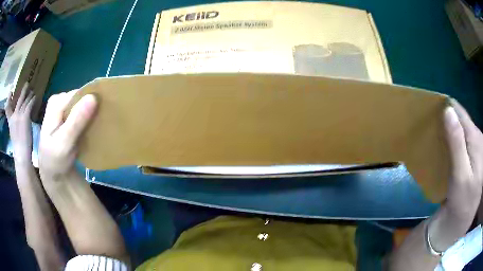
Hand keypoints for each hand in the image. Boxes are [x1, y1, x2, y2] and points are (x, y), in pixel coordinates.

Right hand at [5, 83, 35, 163]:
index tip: (10, 91)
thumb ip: (15, 125)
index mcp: (10, 122)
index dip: (8, 99)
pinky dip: (32, 100)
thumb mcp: (14, 134)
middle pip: (19, 100)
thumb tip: (20, 120)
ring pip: (25, 101)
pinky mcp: (25, 116)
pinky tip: (35, 97)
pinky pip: (29, 104)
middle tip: (27, 83)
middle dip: (23, 91)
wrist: (21, 154)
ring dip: (29, 95)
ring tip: (33, 91)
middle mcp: (14, 116)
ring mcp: (19, 115)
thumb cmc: (18, 148)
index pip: (7, 108)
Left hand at [39, 90, 96, 182]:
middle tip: (103, 122)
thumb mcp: (63, 144)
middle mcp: (61, 99)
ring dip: (94, 113)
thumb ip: (75, 122)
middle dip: (93, 107)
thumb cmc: (56, 160)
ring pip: (85, 103)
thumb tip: (93, 97)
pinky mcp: (71, 116)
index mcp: (56, 102)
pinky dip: (91, 118)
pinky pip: (85, 111)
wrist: (55, 172)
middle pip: (82, 97)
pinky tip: (96, 128)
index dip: (92, 101)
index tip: (103, 115)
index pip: (78, 94)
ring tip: (102, 125)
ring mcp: (66, 107)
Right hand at [428, 100, 482, 252]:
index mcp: (476, 139)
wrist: (462, 221)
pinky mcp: (474, 154)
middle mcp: (478, 137)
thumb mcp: (460, 175)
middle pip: (462, 118)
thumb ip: (457, 143)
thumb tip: (448, 111)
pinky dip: (455, 137)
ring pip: (463, 127)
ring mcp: (476, 145)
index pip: (460, 112)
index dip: (446, 107)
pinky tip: (448, 143)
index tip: (431, 108)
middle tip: (432, 123)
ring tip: (438, 131)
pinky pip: (463, 138)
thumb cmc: (461, 202)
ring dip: (451, 127)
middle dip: (449, 117)